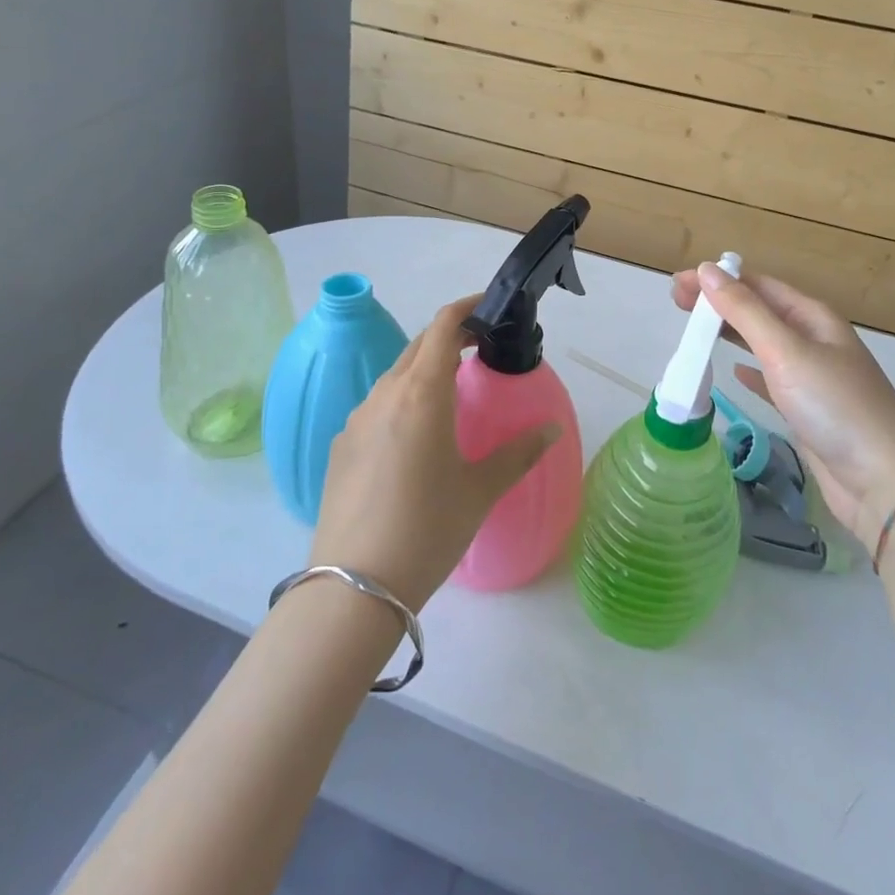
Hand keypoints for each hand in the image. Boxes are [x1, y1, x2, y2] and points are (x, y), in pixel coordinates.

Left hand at [312, 294, 559, 610]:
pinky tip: (414, 437)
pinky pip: (376, 406)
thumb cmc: (428, 529)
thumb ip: (519, 453)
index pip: (442, 327)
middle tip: (479, 348)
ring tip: (450, 394)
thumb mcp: (481, 490)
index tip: (489, 307)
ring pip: (395, 376)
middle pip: (418, 346)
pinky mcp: (341, 445)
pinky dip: (401, 401)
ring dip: (423, 370)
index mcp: (422, 393)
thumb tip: (553, 429)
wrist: (353, 587)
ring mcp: (356, 419)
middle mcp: (385, 394)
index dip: (466, 308)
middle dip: (449, 337)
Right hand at [673, 264, 894, 547]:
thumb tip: (707, 269)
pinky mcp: (807, 409)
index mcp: (813, 317)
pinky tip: (733, 371)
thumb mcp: (785, 351)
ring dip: (729, 332)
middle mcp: (814, 340)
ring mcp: (813, 376)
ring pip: (762, 343)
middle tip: (676, 303)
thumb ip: (744, 311)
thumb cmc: (834, 406)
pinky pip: (771, 378)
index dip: (718, 280)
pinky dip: (749, 369)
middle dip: (719, 303)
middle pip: (759, 310)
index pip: (757, 285)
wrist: (883, 482)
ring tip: (694, 330)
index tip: (678, 284)